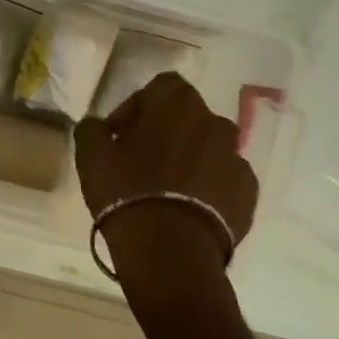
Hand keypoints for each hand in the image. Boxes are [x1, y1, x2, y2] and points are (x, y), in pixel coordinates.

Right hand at [72, 72, 256, 291]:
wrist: (171, 251)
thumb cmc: (127, 190)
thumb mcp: (90, 154)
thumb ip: (93, 128)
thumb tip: (100, 126)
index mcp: (177, 104)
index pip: (161, 86)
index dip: (138, 105)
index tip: (120, 134)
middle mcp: (213, 122)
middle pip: (188, 116)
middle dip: (166, 131)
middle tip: (141, 158)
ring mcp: (235, 158)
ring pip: (209, 147)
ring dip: (190, 157)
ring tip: (167, 185)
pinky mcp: (248, 193)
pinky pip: (224, 178)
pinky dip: (209, 185)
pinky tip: (188, 207)